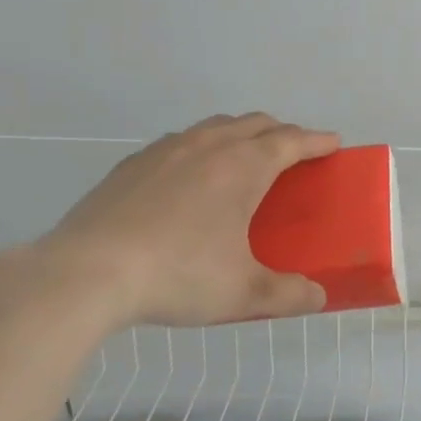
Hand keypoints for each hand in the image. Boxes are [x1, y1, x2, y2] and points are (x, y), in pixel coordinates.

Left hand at [37, 113, 340, 327]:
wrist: (86, 272)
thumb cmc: (178, 275)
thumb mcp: (242, 294)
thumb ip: (288, 295)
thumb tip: (318, 297)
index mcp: (243, 167)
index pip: (291, 141)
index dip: (317, 140)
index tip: (333, 143)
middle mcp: (209, 146)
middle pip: (256, 123)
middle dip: (281, 132)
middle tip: (293, 155)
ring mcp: (166, 150)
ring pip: (216, 127)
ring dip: (240, 134)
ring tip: (243, 161)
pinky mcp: (132, 164)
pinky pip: (180, 142)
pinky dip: (201, 148)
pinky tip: (189, 179)